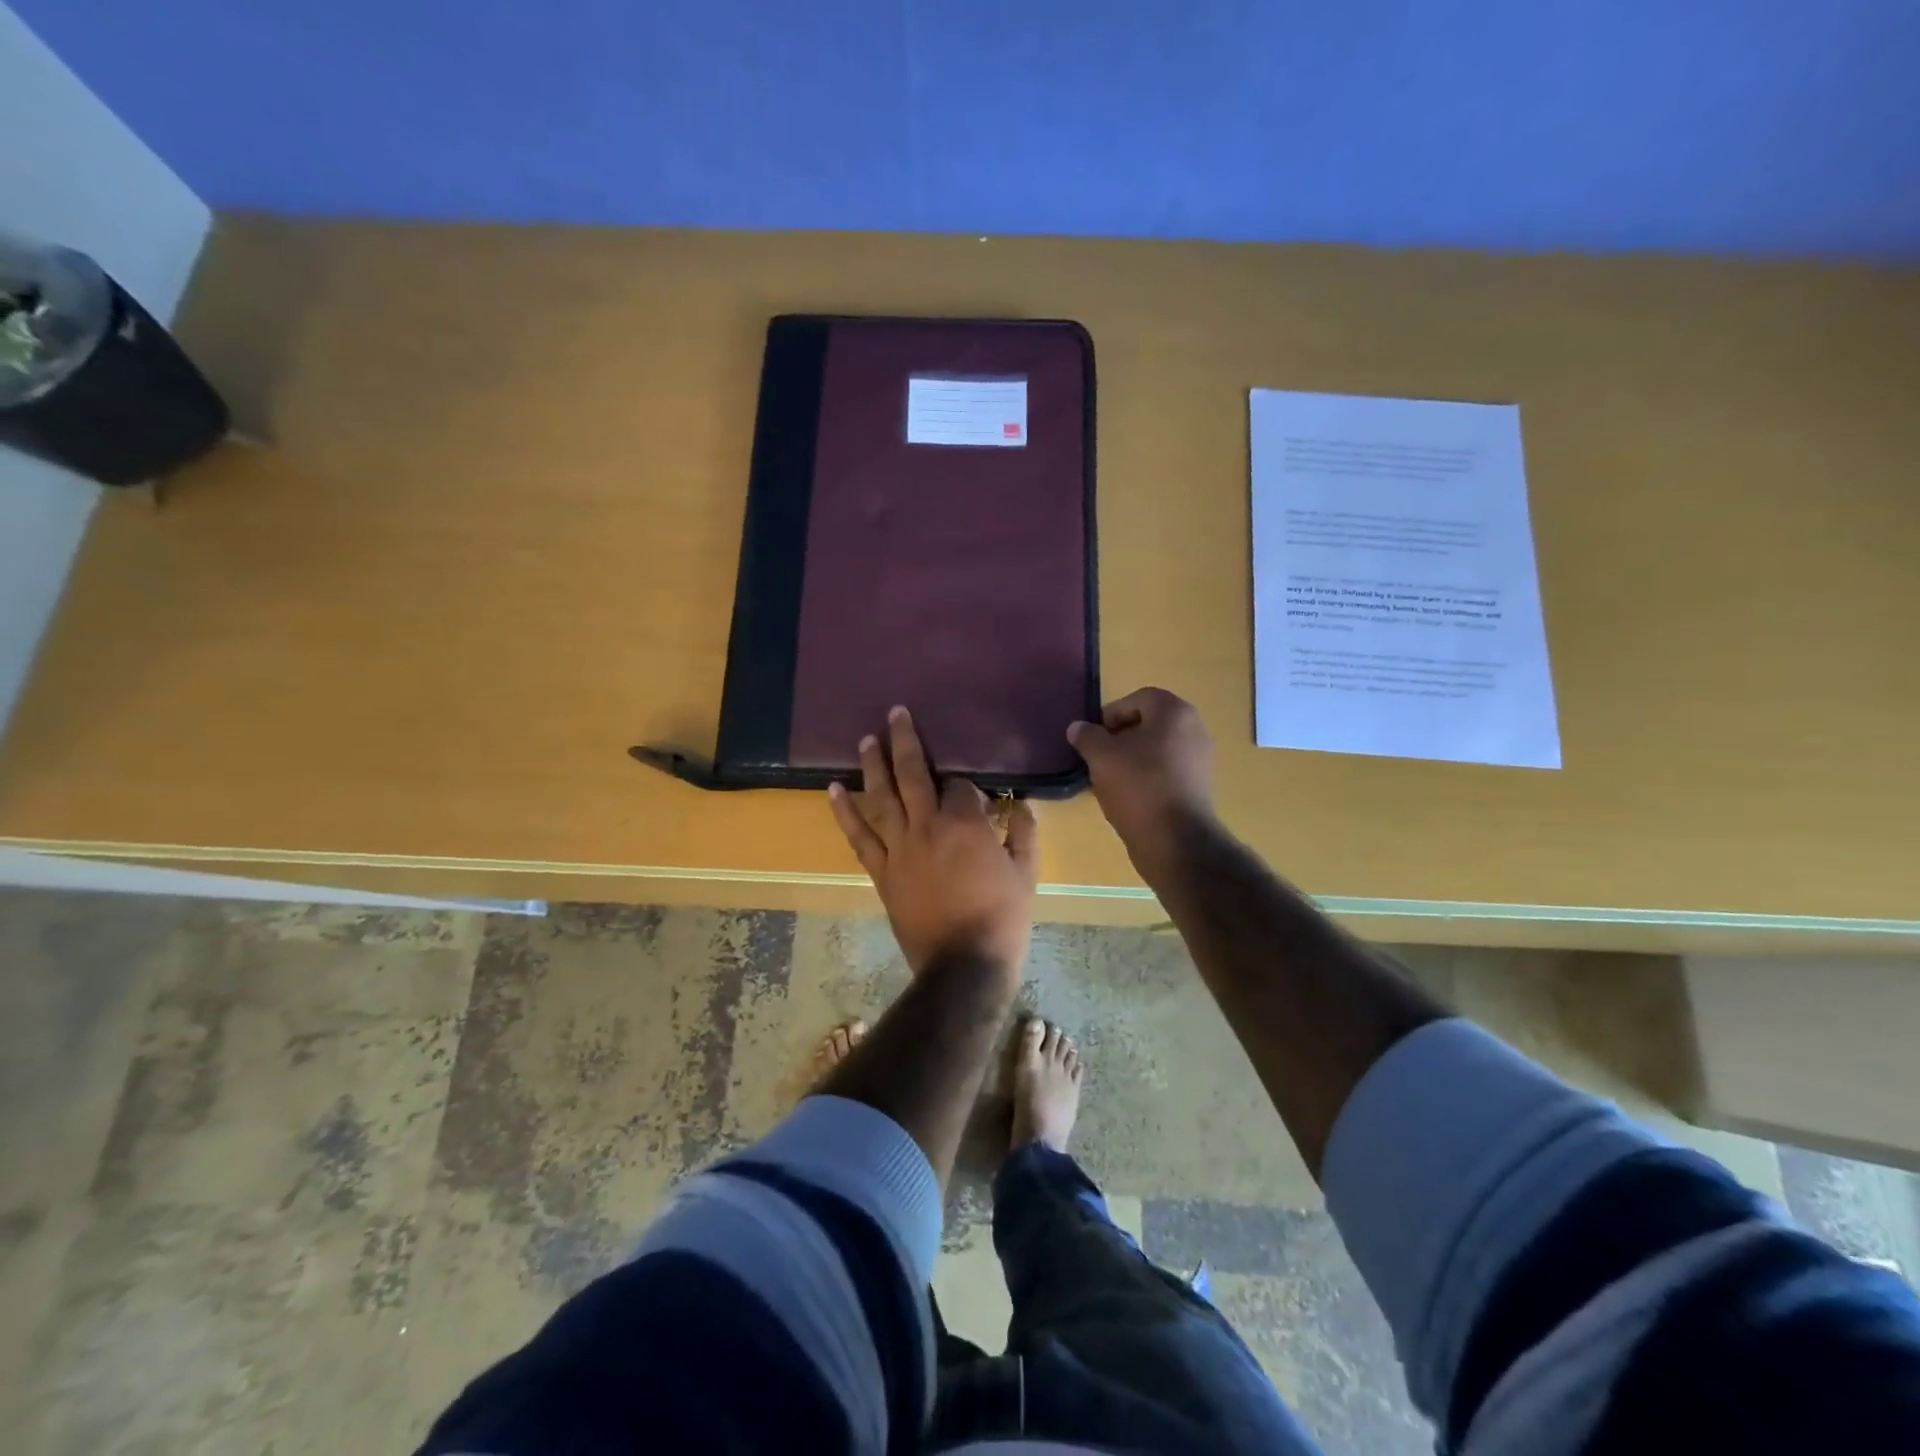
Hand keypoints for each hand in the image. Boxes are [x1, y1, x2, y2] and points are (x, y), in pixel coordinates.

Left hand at [829, 706, 1038, 975]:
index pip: (961, 785)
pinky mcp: (882, 871)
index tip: (974, 794)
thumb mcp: (1026, 874)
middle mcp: (927, 826)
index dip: (967, 784)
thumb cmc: (1002, 919)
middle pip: (914, 773)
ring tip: (867, 739)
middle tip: (896, 712)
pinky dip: (845, 812)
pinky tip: (833, 789)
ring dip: (873, 765)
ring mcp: (900, 848)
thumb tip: (1021, 807)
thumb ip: (1024, 834)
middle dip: (906, 740)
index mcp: (965, 824)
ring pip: (882, 797)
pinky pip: (859, 837)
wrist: (963, 966)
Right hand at [1067, 688, 1216, 870]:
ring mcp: (1200, 759)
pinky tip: (1128, 797)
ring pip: (1156, 749)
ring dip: (1130, 759)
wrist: (1175, 840)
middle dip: (1120, 739)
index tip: (1093, 739)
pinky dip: (1146, 777)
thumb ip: (1087, 736)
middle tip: (1098, 758)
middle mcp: (1194, 729)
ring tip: (1109, 780)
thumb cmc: (1138, 786)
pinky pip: (1166, 771)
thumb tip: (1078, 728)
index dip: (1110, 715)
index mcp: (1175, 712)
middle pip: (1148, 724)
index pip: (1137, 699)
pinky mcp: (1198, 786)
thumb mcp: (1101, 757)